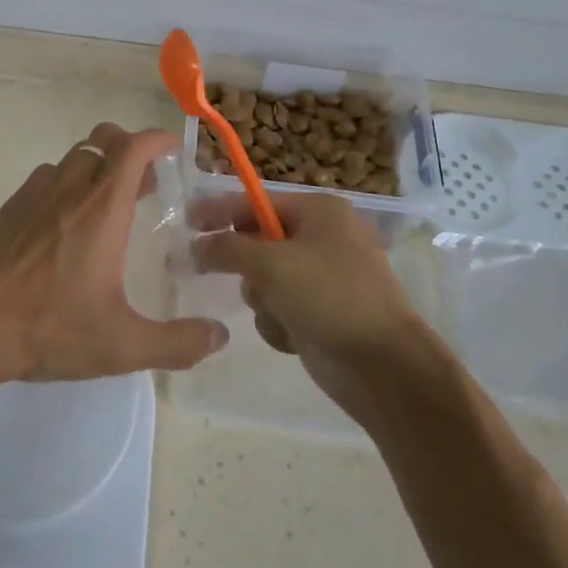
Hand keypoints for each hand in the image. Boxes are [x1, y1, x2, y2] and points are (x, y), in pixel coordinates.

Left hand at [0, 123, 227, 394]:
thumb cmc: (49, 329)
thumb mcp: (122, 345)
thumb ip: (177, 343)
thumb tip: (219, 337)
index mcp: (101, 209)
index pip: (133, 148)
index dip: (156, 139)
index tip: (172, 148)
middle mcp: (69, 189)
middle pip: (102, 140)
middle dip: (129, 148)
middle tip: (146, 181)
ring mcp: (33, 195)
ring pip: (73, 158)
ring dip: (97, 167)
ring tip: (108, 203)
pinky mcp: (9, 209)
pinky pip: (46, 178)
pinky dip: (67, 184)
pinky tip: (66, 224)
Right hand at [189, 191, 424, 409]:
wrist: (382, 366)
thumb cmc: (329, 297)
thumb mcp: (271, 264)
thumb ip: (227, 248)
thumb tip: (195, 246)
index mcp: (319, 211)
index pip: (257, 202)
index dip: (220, 210)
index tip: (185, 219)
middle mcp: (322, 238)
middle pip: (259, 241)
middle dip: (247, 266)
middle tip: (213, 272)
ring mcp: (323, 277)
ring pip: (264, 280)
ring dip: (263, 300)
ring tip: (280, 313)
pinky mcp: (321, 312)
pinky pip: (280, 308)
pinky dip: (279, 322)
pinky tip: (294, 336)